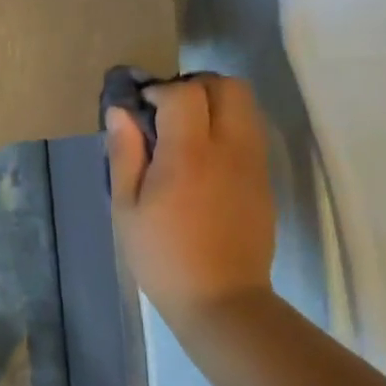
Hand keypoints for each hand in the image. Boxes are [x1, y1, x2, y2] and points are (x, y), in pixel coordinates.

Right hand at [105, 75, 275, 317]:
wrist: (221, 300)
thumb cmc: (162, 255)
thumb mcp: (126, 206)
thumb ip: (125, 152)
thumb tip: (120, 111)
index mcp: (189, 155)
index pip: (185, 94)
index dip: (160, 90)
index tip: (141, 107)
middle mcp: (230, 149)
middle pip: (229, 86)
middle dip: (196, 85)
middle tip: (168, 109)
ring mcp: (254, 164)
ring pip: (247, 105)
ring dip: (216, 103)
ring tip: (186, 129)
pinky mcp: (265, 180)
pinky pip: (251, 132)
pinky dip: (229, 126)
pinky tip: (204, 156)